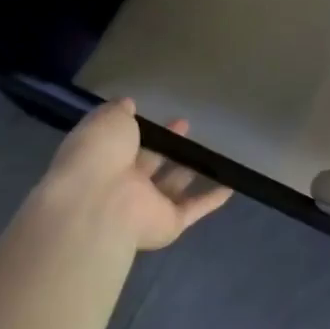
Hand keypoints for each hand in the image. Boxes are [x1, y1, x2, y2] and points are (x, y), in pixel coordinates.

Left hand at [32, 99, 231, 251]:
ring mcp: (145, 206)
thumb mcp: (107, 120)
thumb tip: (128, 104)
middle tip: (186, 125)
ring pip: (171, 186)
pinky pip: (193, 209)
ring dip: (189, 171)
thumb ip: (119, 112)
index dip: (142, 129)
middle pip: (149, 163)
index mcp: (103, 159)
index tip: (160, 116)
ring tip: (210, 151)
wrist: (99, 205)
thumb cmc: (99, 156)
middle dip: (167, 145)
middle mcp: (122, 184)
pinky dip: (211, 200)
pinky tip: (230, 186)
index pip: (124, 143)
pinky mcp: (169, 224)